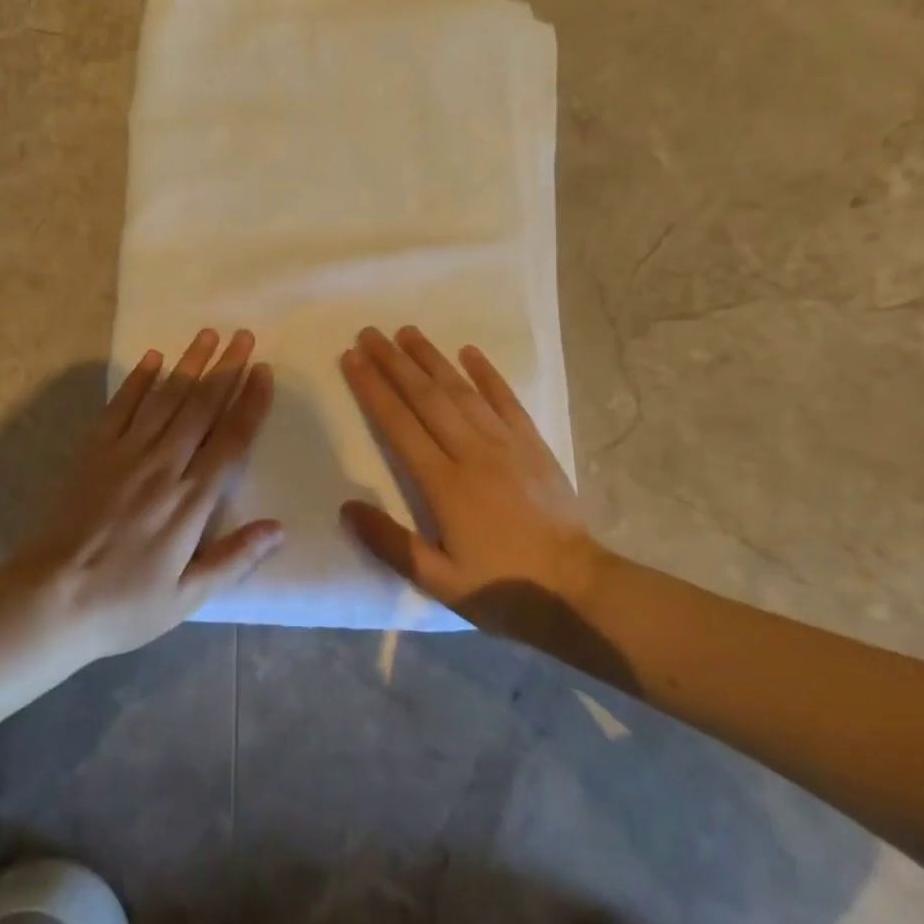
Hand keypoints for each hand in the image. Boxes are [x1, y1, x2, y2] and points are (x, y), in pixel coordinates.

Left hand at [0, 328, 280, 662]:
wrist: (49, 601)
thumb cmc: (123, 604)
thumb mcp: (187, 597)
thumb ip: (234, 558)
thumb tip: (280, 528)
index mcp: (191, 500)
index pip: (230, 440)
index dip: (250, 402)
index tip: (264, 371)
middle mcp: (163, 466)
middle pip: (201, 407)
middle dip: (226, 369)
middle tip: (244, 336)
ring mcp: (125, 454)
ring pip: (165, 399)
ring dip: (189, 364)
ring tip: (208, 335)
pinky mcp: (92, 452)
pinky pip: (119, 407)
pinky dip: (137, 380)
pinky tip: (152, 358)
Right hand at [339, 326, 611, 641]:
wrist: (577, 590)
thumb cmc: (501, 588)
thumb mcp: (438, 580)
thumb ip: (390, 543)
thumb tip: (346, 507)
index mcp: (444, 484)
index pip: (399, 424)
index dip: (373, 388)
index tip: (352, 359)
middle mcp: (472, 452)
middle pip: (426, 397)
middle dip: (394, 362)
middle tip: (370, 333)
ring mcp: (506, 444)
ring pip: (462, 391)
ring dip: (432, 359)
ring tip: (408, 332)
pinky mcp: (533, 445)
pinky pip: (507, 400)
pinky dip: (487, 373)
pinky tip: (469, 352)